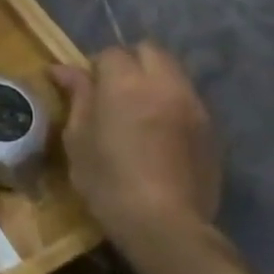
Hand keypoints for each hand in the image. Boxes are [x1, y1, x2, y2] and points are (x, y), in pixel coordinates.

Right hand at [49, 43, 223, 256]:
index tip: (84, 89)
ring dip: (153, 80)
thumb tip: (62, 68)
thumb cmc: (107, 179)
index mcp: (126, 83)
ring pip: (173, 73)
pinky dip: (170, 102)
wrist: (164, 223)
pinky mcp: (211, 129)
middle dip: (130, 62)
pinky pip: (187, 99)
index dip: (94, 67)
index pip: (111, 53)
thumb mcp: (78, 137)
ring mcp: (193, 105)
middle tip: (111, 91)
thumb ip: (76, 96)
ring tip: (136, 111)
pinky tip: (157, 132)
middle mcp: (165, 84)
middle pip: (150, 50)